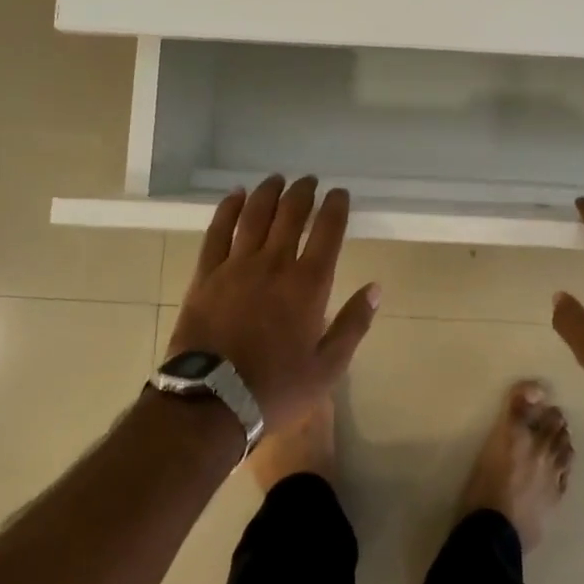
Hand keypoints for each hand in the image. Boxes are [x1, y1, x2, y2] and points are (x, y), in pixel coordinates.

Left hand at [167, 176, 379, 434]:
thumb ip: (353, 324)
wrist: (211, 403)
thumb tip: (376, 288)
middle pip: (291, 214)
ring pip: (255, 215)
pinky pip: (218, 231)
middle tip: (310, 181)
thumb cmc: (276, 389)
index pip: (328, 231)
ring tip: (278, 180)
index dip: (336, 206)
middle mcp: (274, 264)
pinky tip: (236, 195)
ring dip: (269, 192)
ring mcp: (237, 266)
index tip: (339, 193)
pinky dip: (229, 208)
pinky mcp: (207, 274)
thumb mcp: (328, 368)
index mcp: (308, 284)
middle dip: (303, 192)